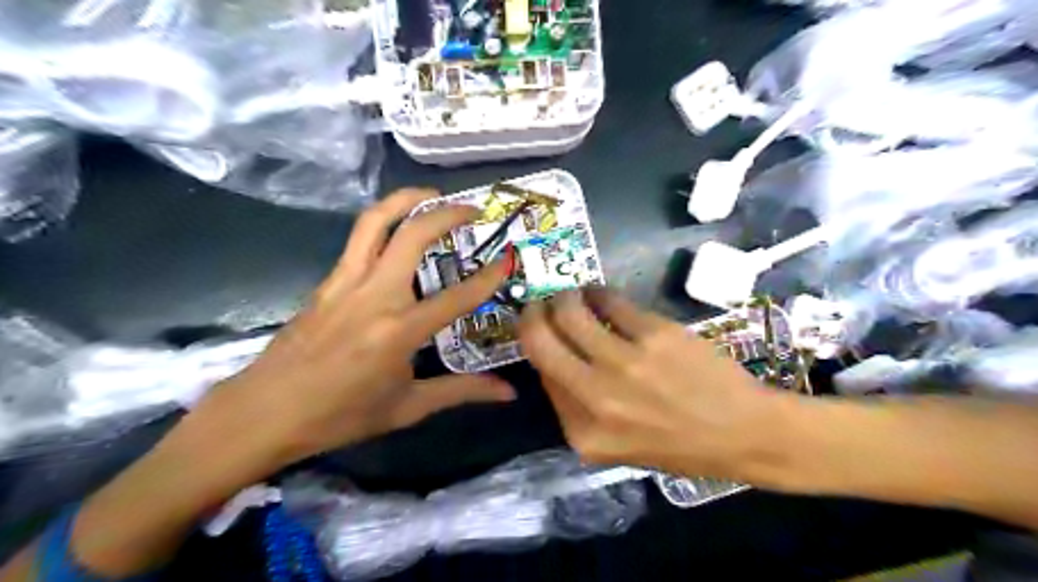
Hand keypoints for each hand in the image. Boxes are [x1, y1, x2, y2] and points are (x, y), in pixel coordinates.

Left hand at [191, 191, 512, 472]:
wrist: (265, 411)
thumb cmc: (341, 415)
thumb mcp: (408, 408)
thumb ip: (462, 391)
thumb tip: (508, 392)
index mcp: (399, 331)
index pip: (457, 296)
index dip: (489, 276)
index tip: (508, 257)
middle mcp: (374, 296)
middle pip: (412, 235)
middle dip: (447, 213)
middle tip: (472, 209)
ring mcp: (345, 282)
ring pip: (375, 221)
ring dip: (406, 199)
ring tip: (431, 194)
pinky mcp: (327, 281)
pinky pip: (358, 239)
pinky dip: (383, 222)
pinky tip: (397, 232)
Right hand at [520, 289, 795, 483]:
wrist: (742, 433)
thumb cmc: (678, 443)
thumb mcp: (614, 444)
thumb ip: (575, 406)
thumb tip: (556, 353)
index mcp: (583, 433)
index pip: (540, 375)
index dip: (537, 346)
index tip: (541, 331)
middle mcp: (595, 398)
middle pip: (539, 340)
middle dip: (533, 314)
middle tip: (541, 304)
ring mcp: (624, 364)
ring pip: (570, 312)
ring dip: (565, 296)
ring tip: (573, 295)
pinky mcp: (654, 334)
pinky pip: (610, 300)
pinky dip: (599, 292)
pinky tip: (602, 294)